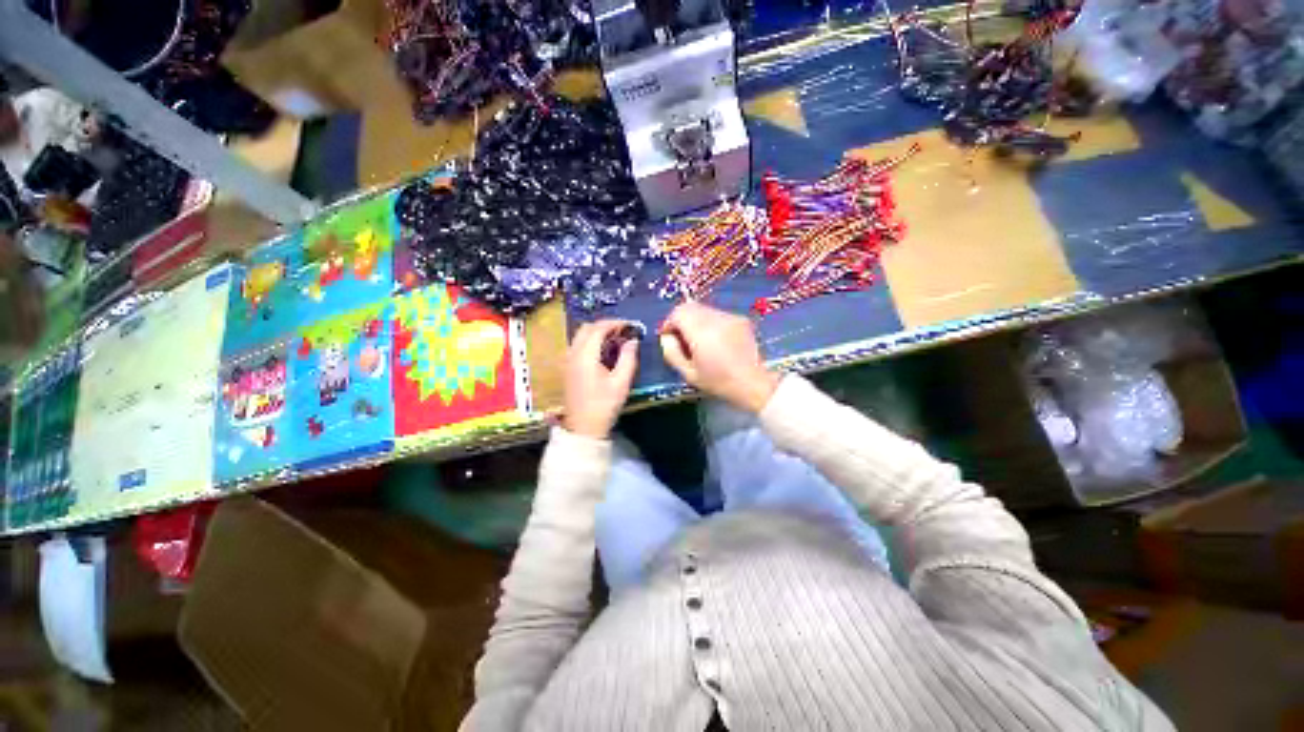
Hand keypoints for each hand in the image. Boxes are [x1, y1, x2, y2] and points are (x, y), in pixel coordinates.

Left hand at [562, 320, 638, 438]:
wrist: (583, 428)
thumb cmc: (603, 405)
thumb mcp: (621, 382)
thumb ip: (628, 358)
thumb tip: (633, 340)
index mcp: (585, 355)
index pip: (599, 328)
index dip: (615, 323)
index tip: (631, 325)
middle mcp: (573, 353)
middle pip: (587, 328)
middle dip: (605, 325)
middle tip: (623, 331)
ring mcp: (567, 360)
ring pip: (580, 336)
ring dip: (597, 332)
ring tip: (615, 339)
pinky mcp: (567, 368)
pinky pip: (578, 345)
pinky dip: (590, 341)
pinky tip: (603, 351)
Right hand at [659, 302, 779, 412]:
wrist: (754, 384)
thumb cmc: (719, 382)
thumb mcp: (688, 374)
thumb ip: (672, 352)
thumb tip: (667, 337)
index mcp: (702, 331)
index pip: (678, 312)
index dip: (669, 323)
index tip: (669, 338)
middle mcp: (716, 318)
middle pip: (690, 307)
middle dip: (681, 320)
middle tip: (682, 339)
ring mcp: (730, 316)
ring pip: (703, 309)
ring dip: (695, 321)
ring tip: (699, 341)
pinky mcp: (740, 319)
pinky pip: (717, 315)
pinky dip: (710, 323)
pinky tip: (716, 341)